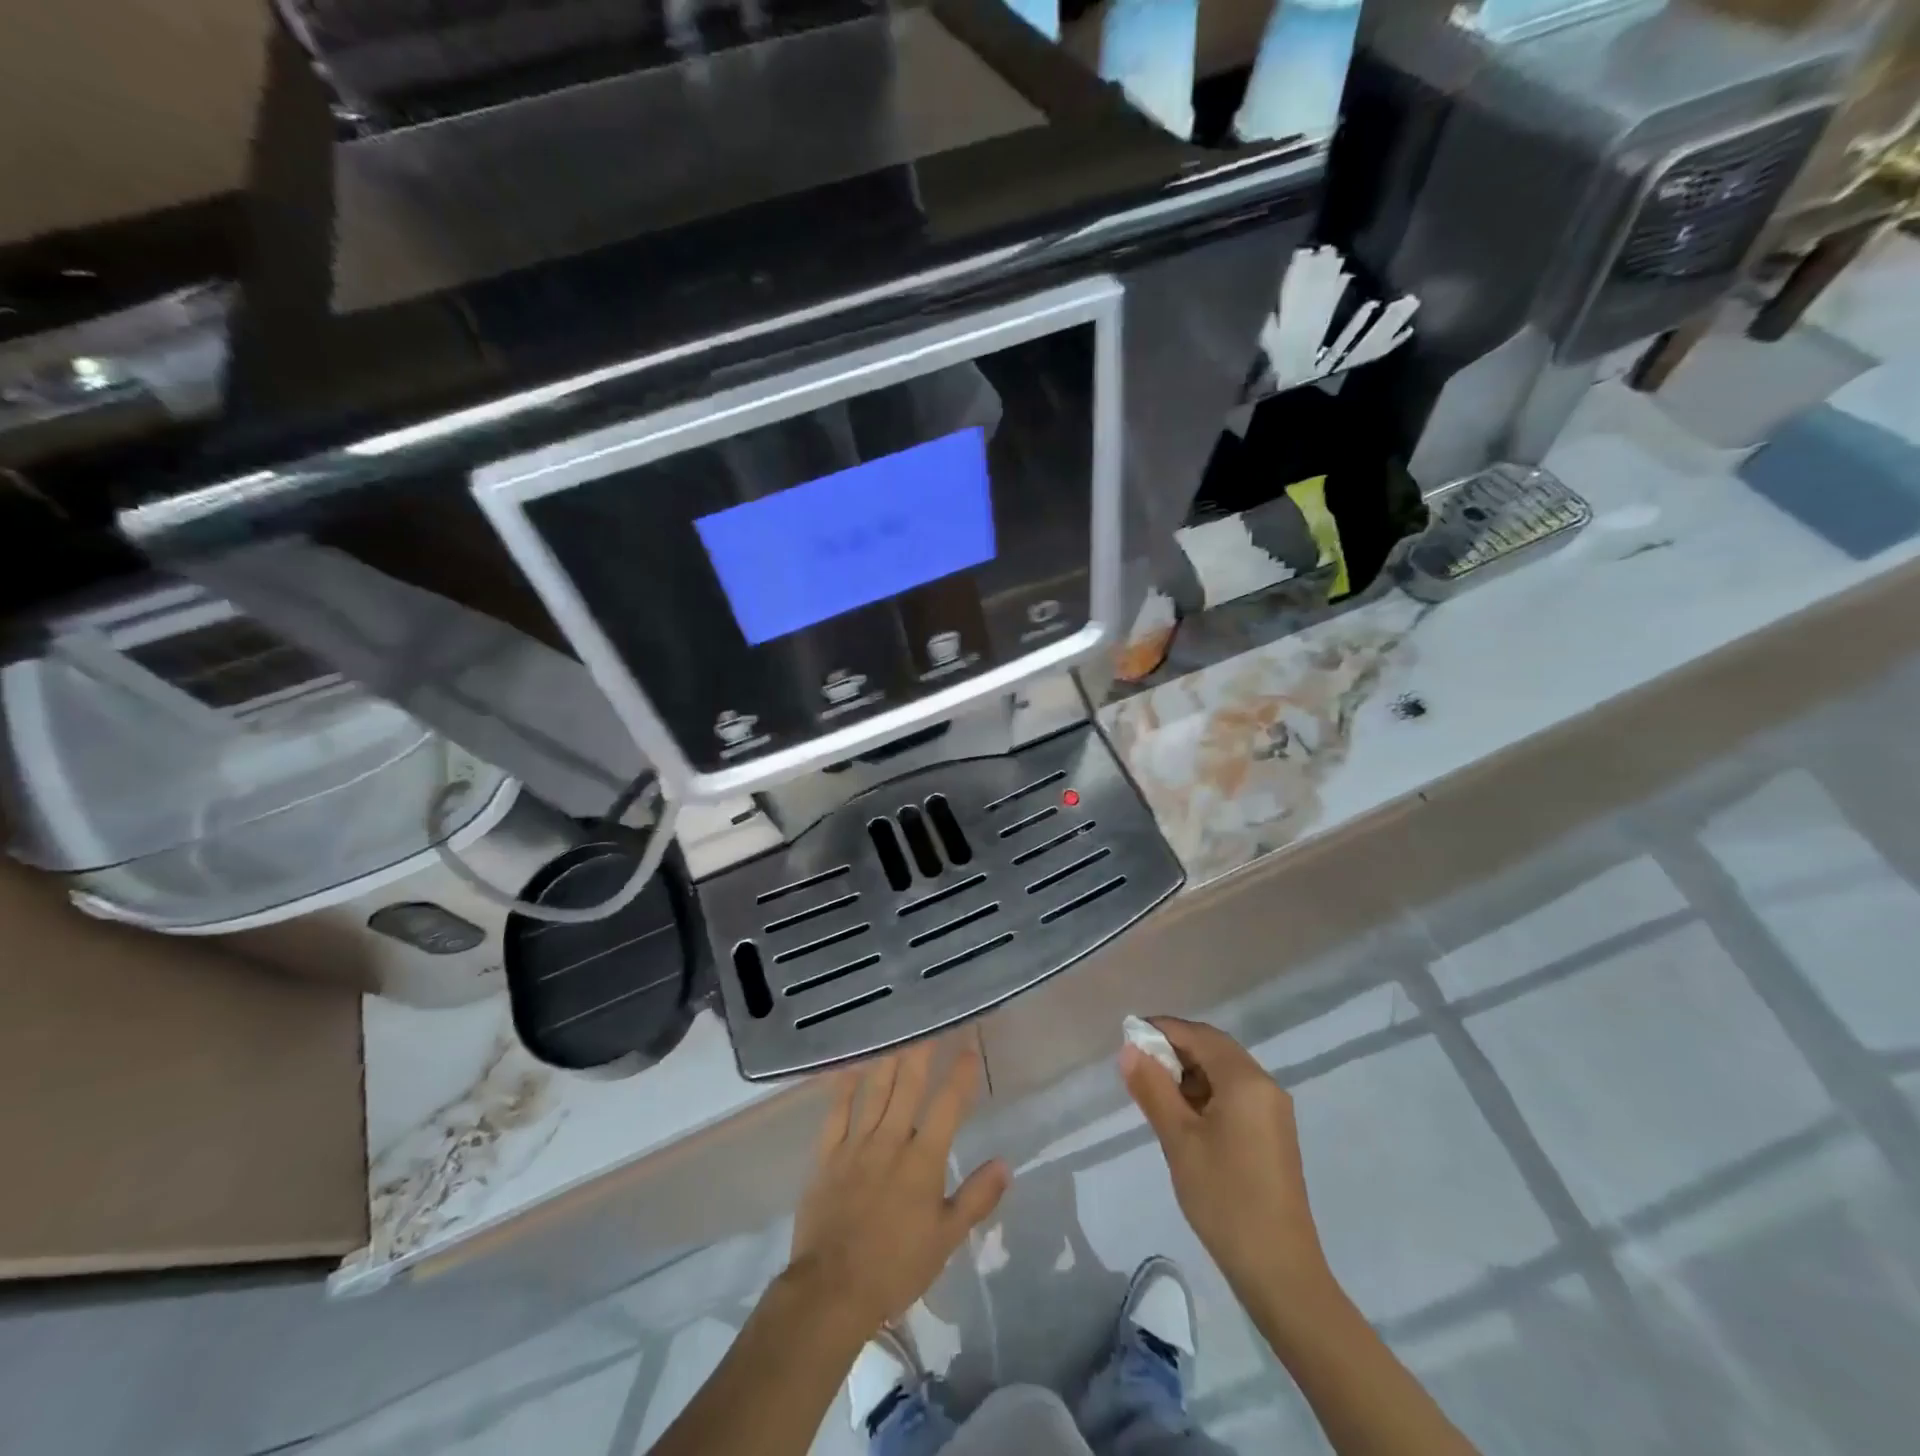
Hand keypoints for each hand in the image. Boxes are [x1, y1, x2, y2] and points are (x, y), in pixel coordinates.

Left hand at [787, 1041, 1010, 1341]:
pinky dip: (843, 1087)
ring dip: (888, 1058)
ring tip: (897, 1029)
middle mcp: (891, 1140)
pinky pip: (836, 1112)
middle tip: (929, 1019)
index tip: (969, 1045)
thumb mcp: (946, 1239)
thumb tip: (1005, 1163)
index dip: (960, 1074)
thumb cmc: (896, 1267)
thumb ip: (976, 1198)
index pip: (948, 1106)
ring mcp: (856, 1144)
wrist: (832, 1290)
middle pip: (909, 1084)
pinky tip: (850, 1066)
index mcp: (923, 1160)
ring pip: (875, 1090)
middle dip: (922, 1050)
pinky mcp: (827, 1155)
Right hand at [1121, 1017, 1329, 1298]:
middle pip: (1214, 1049)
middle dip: (1174, 1049)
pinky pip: (1234, 1095)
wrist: (1279, 1271)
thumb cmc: (1225, 1198)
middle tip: (1137, 1064)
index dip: (1162, 1029)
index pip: (1199, 1035)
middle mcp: (1264, 1086)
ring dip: (1189, 1072)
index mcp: (1246, 1080)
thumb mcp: (1178, 1140)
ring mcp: (1272, 1111)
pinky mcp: (1272, 1134)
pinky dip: (1205, 1093)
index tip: (1128, 1036)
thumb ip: (1152, 1088)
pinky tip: (1182, 1115)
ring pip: (1224, 1072)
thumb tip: (1129, 1049)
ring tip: (1153, 1091)